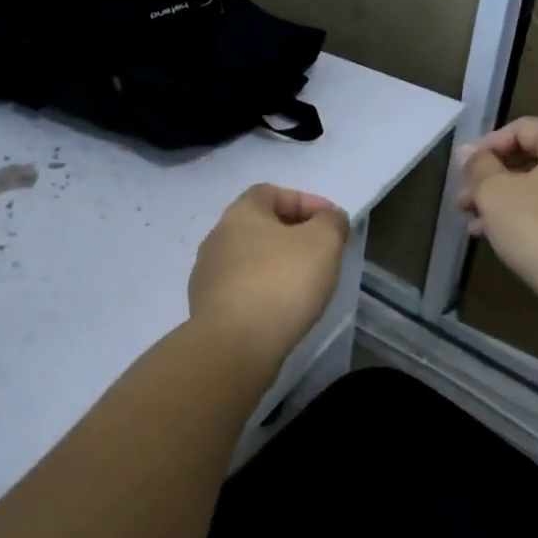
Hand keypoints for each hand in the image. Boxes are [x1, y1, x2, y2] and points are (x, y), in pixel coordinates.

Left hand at [189, 185, 349, 367]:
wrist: (235, 345)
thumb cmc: (282, 282)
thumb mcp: (323, 242)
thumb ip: (331, 222)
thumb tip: (329, 218)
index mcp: (240, 214)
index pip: (271, 192)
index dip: (304, 201)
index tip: (330, 222)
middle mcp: (216, 238)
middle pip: (258, 227)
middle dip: (291, 235)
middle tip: (321, 253)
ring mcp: (207, 275)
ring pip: (249, 260)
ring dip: (275, 266)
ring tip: (303, 285)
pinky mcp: (206, 309)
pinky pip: (241, 290)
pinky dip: (263, 293)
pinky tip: (281, 310)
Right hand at [454, 118, 537, 312]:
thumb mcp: (496, 193)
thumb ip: (478, 167)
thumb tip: (468, 152)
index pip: (525, 128)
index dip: (487, 145)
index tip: (463, 171)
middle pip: (535, 161)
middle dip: (493, 180)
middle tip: (463, 202)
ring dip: (507, 204)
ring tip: (475, 226)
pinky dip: (532, 221)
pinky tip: (505, 242)